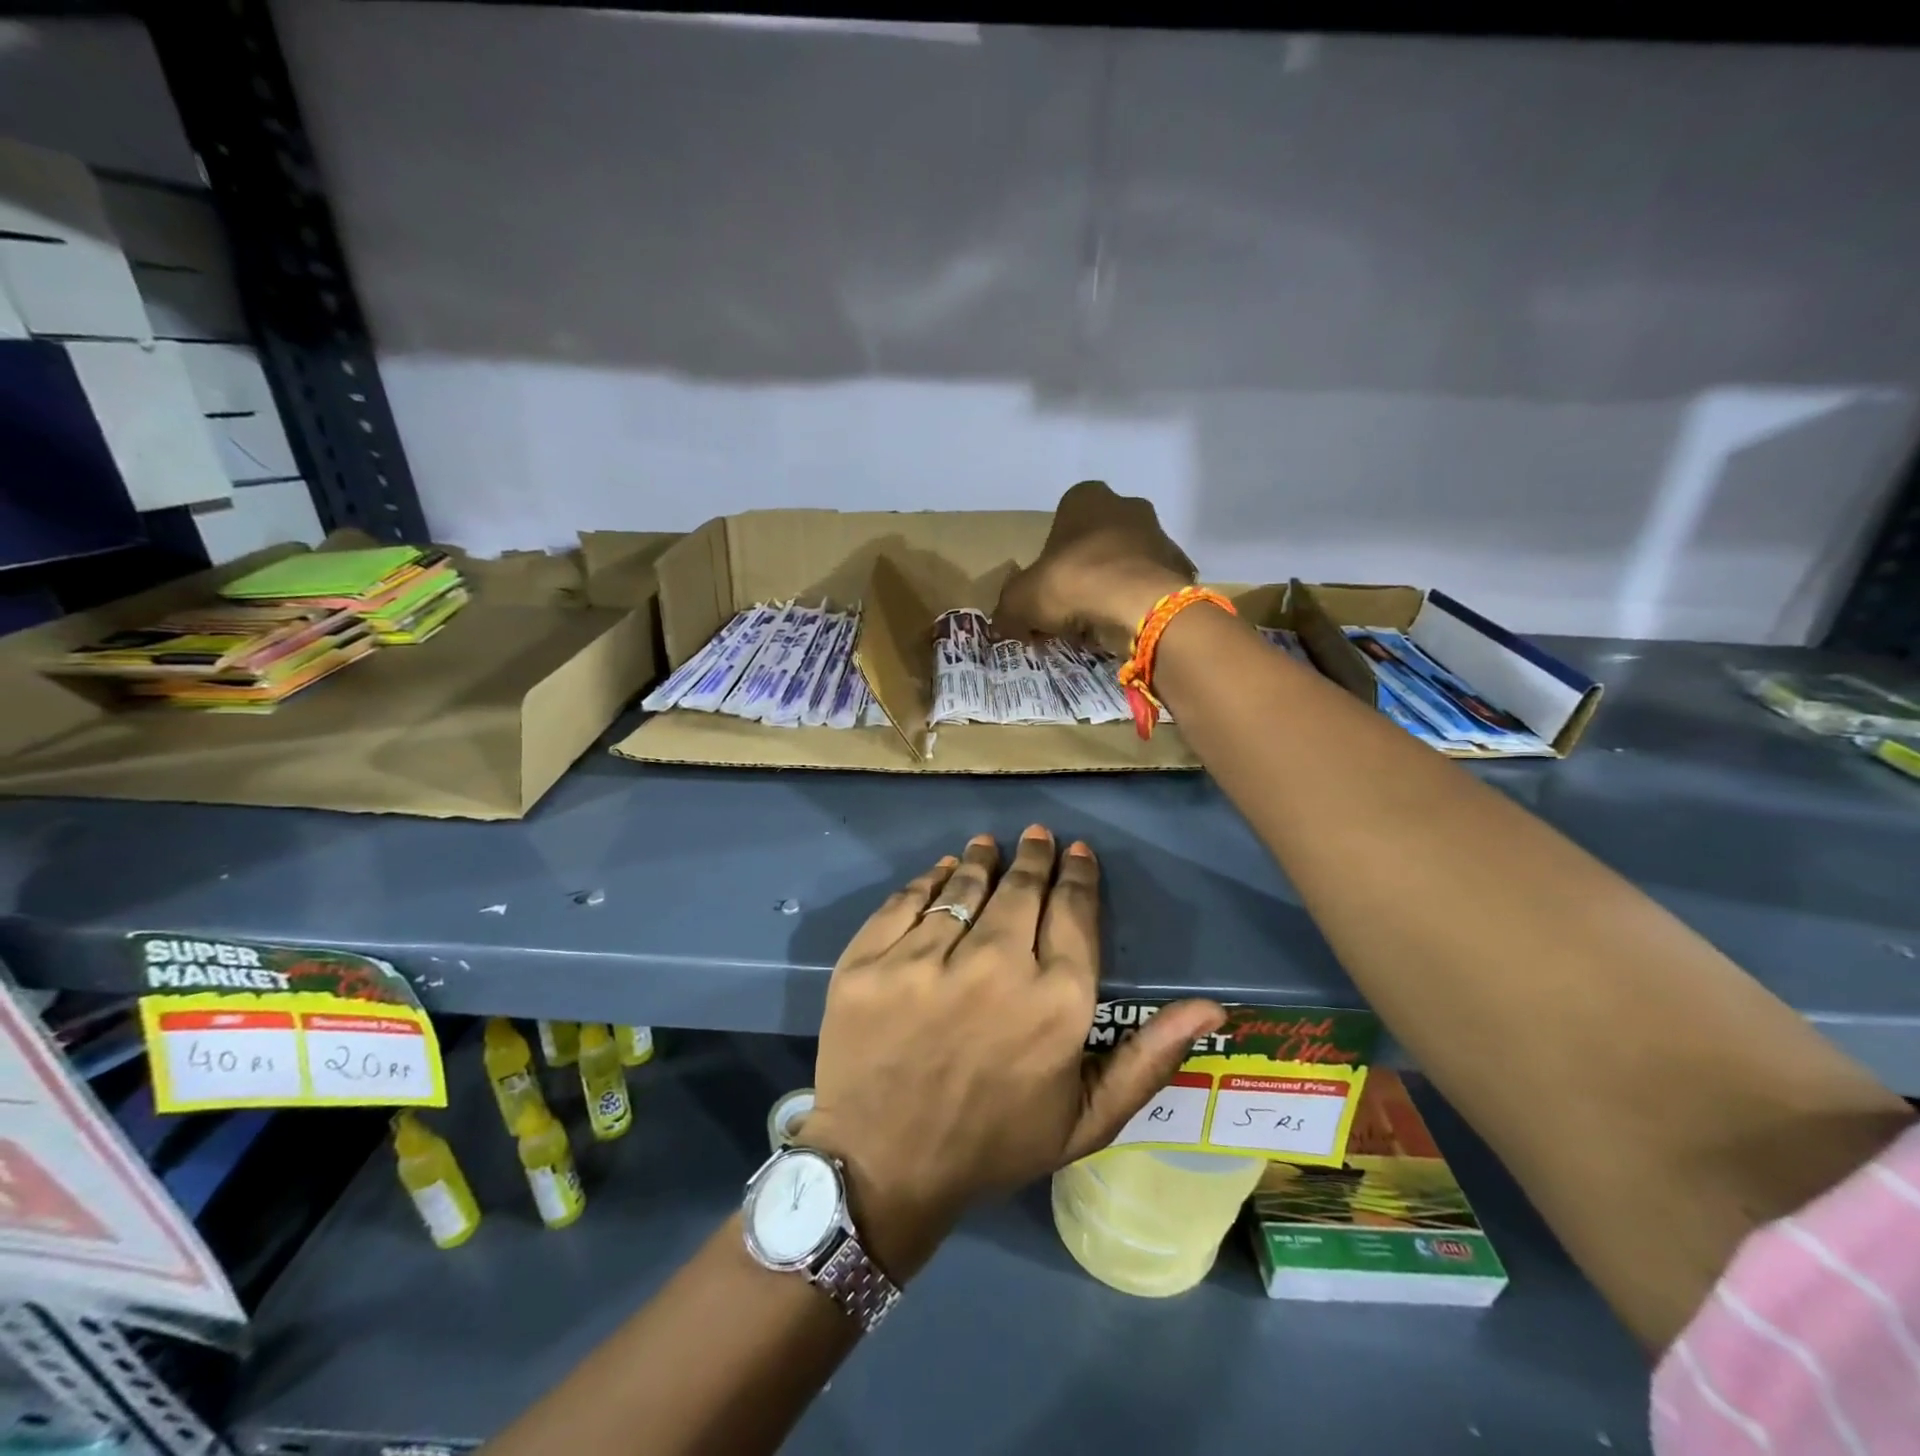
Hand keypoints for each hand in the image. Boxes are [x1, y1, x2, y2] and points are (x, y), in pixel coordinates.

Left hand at [803, 827, 1225, 1279]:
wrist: (882, 1170)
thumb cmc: (993, 1145)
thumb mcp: (1086, 1120)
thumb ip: (1149, 1059)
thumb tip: (1212, 1007)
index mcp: (1055, 1003)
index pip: (1073, 914)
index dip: (1077, 877)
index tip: (1077, 852)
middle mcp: (994, 967)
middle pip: (1021, 890)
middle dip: (1034, 857)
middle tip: (1036, 836)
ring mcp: (925, 960)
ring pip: (963, 886)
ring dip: (981, 860)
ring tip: (988, 845)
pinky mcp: (870, 960)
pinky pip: (907, 900)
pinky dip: (928, 880)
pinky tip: (939, 871)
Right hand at [995, 480, 1197, 648]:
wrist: (1140, 604)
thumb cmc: (1073, 583)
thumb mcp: (1021, 599)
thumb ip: (1008, 609)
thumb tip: (1002, 624)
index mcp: (1085, 498)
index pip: (1061, 523)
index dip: (1051, 559)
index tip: (1047, 590)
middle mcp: (1126, 506)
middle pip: (1096, 542)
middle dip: (1085, 571)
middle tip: (1071, 609)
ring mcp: (1158, 533)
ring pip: (1126, 563)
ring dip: (1113, 586)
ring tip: (1099, 623)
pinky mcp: (1179, 565)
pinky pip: (1150, 586)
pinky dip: (1138, 603)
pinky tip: (1125, 625)